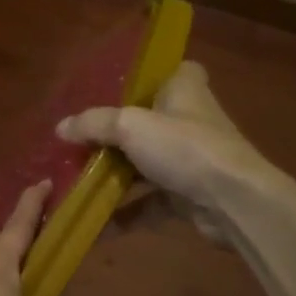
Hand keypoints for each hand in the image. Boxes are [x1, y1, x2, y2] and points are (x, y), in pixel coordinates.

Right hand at [56, 60, 283, 239]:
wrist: (234, 203)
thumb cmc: (185, 148)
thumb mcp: (130, 127)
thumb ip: (93, 124)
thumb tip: (60, 128)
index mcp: (184, 91)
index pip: (175, 71)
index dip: (152, 75)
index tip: (120, 85)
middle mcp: (189, 121)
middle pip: (149, 120)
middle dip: (116, 132)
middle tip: (80, 138)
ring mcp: (190, 161)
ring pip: (145, 163)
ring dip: (115, 174)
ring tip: (76, 179)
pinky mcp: (188, 195)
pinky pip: (148, 202)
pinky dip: (124, 213)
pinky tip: (93, 224)